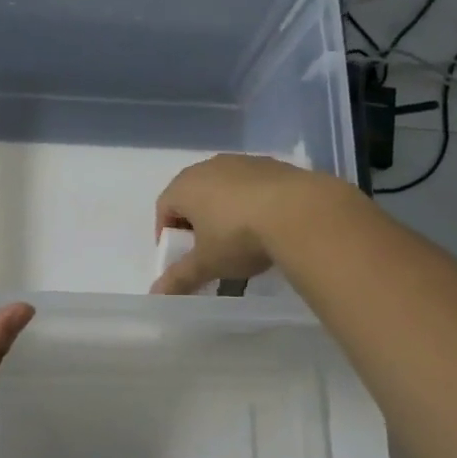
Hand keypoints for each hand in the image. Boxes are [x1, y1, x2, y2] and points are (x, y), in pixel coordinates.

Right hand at [151, 154, 346, 294]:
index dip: (167, 233)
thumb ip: (180, 278)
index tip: (180, 256)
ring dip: (224, 211)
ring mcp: (243, 162)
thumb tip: (156, 295)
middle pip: (193, 194)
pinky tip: (267, 226)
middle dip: (196, 221)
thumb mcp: (207, 264)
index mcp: (185, 186)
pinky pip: (252, 186)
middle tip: (207, 249)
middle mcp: (209, 166)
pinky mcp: (274, 165)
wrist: (300, 212)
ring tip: (240, 239)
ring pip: (224, 188)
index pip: (164, 207)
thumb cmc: (238, 236)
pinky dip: (252, 203)